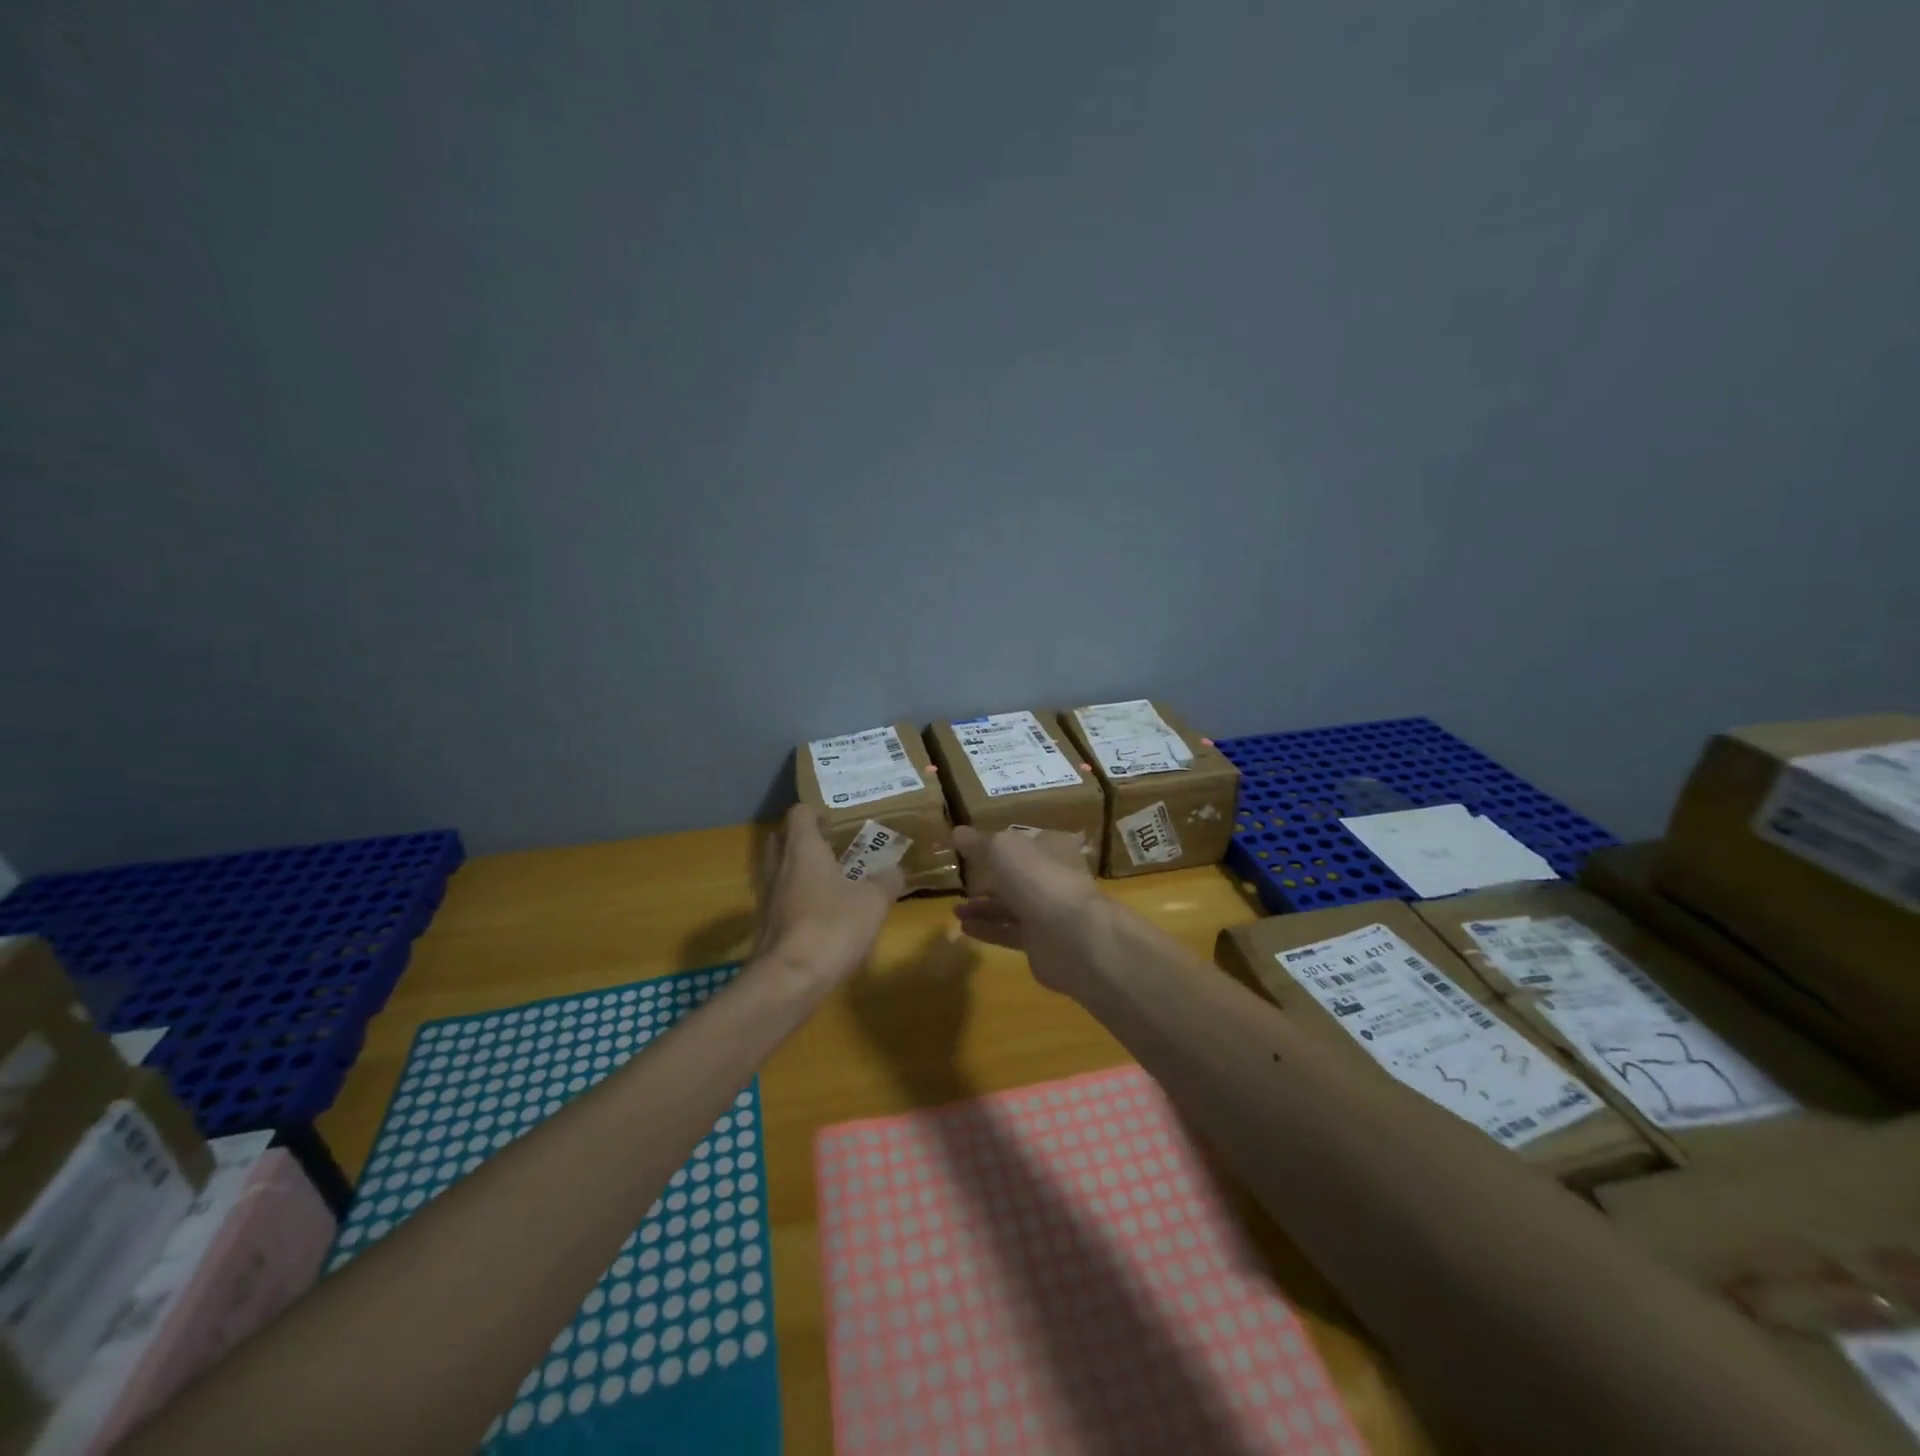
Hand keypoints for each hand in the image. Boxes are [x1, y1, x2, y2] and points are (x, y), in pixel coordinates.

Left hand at [751, 805, 904, 988]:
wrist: (788, 981)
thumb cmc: (832, 927)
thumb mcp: (874, 902)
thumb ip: (887, 881)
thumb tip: (895, 870)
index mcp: (802, 849)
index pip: (799, 813)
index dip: (816, 812)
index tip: (835, 821)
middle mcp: (778, 866)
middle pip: (780, 838)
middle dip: (802, 838)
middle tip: (831, 846)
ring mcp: (767, 897)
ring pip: (778, 869)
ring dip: (798, 869)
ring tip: (829, 880)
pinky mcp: (765, 925)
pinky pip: (779, 898)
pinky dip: (796, 897)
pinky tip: (820, 913)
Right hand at [951, 827, 1108, 995]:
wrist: (1070, 935)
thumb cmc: (1037, 877)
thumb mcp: (1001, 848)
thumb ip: (978, 842)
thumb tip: (956, 832)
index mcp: (1053, 848)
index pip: (1026, 841)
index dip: (1002, 844)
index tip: (975, 850)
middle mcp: (1054, 877)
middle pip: (1018, 876)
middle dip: (990, 880)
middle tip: (963, 884)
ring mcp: (1050, 911)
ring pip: (1012, 906)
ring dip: (984, 908)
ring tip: (956, 910)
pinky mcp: (1042, 942)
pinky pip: (1010, 932)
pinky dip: (988, 929)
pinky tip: (964, 929)